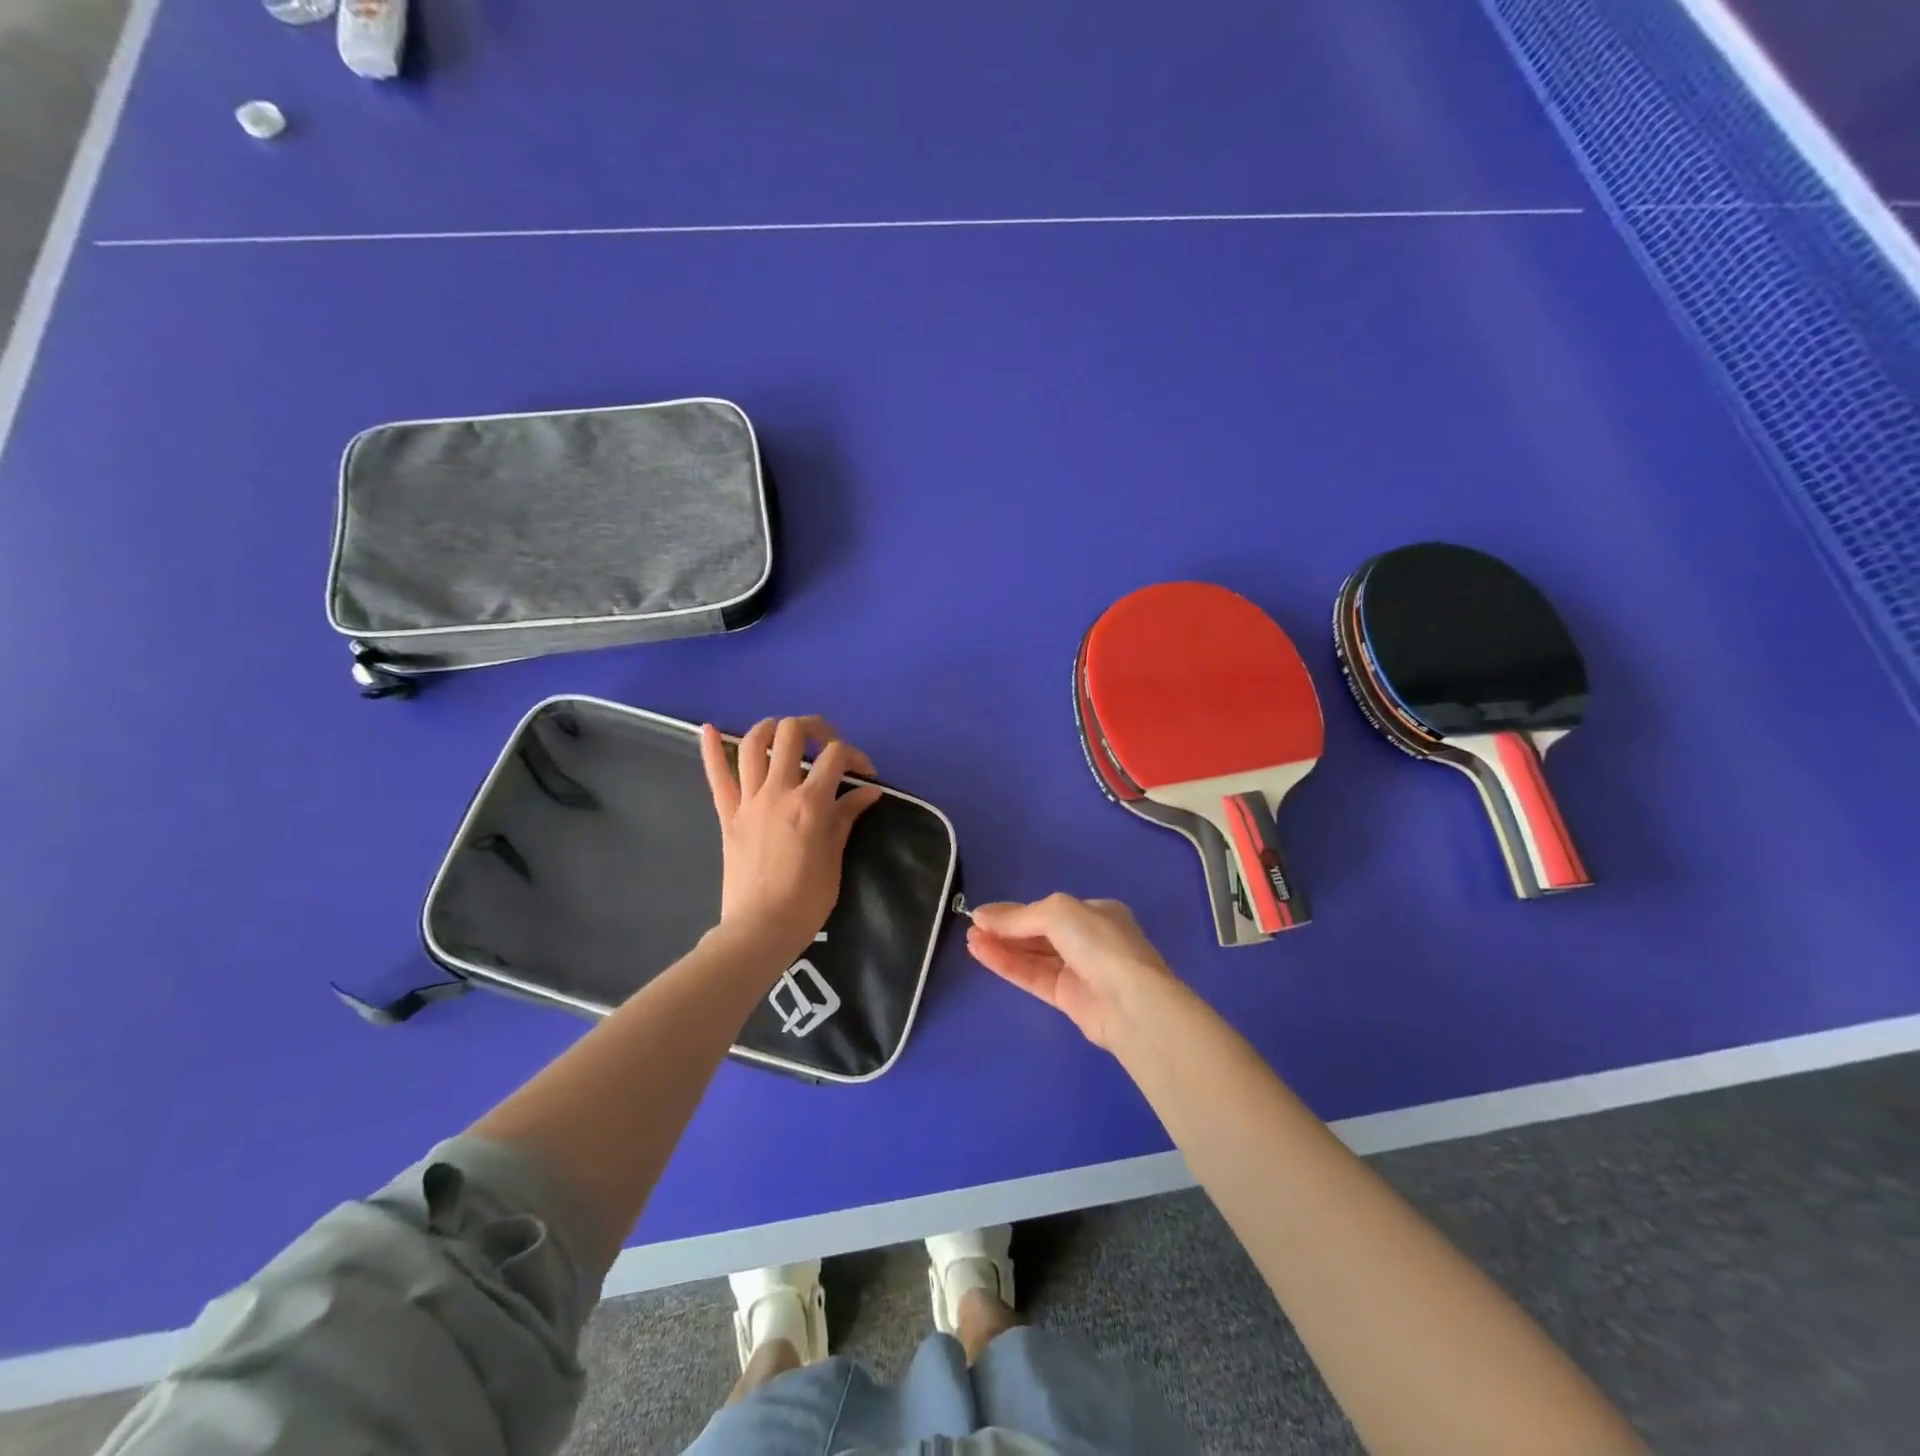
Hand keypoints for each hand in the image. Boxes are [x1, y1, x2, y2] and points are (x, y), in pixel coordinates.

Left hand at [699, 716, 883, 965]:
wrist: (759, 929)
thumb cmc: (806, 900)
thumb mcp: (835, 858)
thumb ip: (846, 817)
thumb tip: (868, 791)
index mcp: (810, 804)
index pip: (836, 757)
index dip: (855, 757)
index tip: (865, 775)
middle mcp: (778, 792)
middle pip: (792, 734)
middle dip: (814, 728)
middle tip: (826, 743)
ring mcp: (748, 801)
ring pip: (753, 745)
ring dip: (770, 728)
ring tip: (784, 732)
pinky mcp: (728, 815)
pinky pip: (716, 777)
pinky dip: (711, 749)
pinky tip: (708, 729)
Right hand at [965, 894, 1175, 1048]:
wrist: (1130, 1002)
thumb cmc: (1098, 943)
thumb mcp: (1057, 913)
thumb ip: (1019, 916)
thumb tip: (981, 916)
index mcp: (1096, 913)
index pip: (1050, 910)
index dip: (1017, 911)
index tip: (984, 914)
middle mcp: (1089, 940)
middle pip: (1039, 933)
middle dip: (1006, 929)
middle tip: (972, 927)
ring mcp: (1079, 971)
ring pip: (1034, 956)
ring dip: (1002, 947)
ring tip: (970, 939)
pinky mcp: (1068, 999)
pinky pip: (1033, 977)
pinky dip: (1008, 966)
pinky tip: (982, 954)